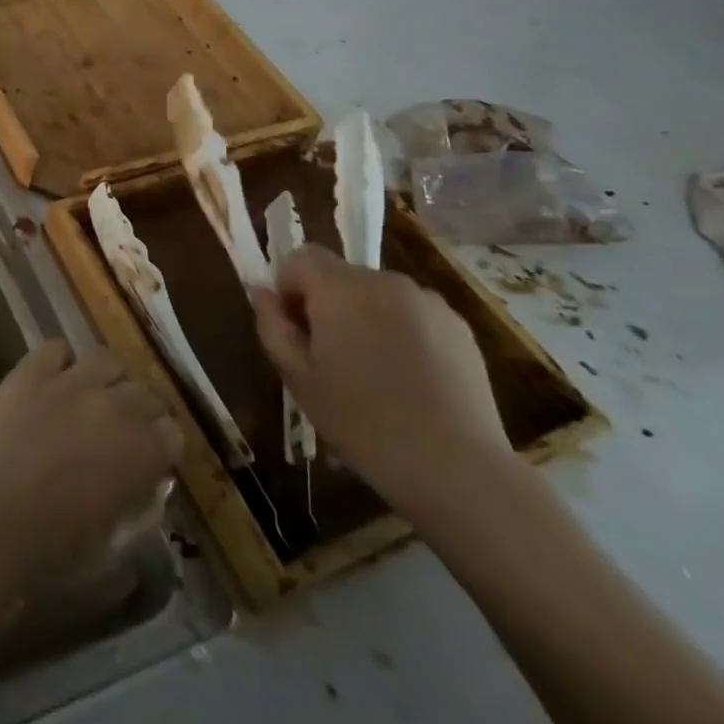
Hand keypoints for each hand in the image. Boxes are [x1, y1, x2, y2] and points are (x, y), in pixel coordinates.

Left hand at [0, 340, 181, 610]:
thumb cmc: (47, 556)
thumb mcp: (112, 556)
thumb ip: (141, 519)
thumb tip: (152, 491)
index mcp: (141, 454)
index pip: (174, 432)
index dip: (163, 447)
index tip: (151, 460)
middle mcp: (113, 406)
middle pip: (146, 390)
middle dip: (142, 411)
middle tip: (123, 431)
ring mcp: (68, 382)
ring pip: (108, 360)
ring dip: (108, 380)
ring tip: (92, 400)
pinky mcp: (28, 372)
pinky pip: (56, 349)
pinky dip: (60, 363)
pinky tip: (52, 384)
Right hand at [249, 245, 510, 516]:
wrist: (455, 466)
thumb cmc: (361, 421)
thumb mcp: (297, 377)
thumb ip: (272, 325)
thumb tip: (263, 293)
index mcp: (340, 288)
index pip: (301, 257)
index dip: (289, 287)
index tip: (296, 329)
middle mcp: (384, 281)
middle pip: (340, 275)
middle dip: (328, 304)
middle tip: (331, 357)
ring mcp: (427, 302)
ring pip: (377, 295)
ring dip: (366, 317)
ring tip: (374, 371)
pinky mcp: (459, 326)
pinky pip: (413, 314)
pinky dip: (402, 332)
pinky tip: (410, 379)